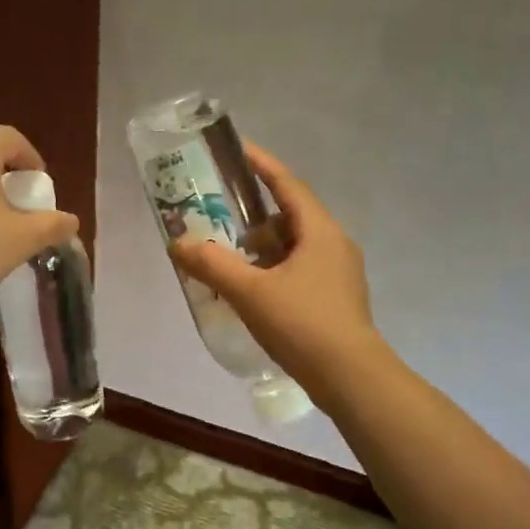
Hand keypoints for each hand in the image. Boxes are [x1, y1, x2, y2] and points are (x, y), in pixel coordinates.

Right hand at [170, 144, 380, 390]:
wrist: (351, 378)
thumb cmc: (303, 324)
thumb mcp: (250, 292)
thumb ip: (212, 265)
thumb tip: (178, 243)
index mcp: (320, 231)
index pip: (288, 185)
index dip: (262, 165)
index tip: (238, 149)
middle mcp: (334, 245)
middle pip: (290, 217)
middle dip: (254, 217)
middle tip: (221, 221)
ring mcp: (339, 274)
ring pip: (295, 247)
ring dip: (263, 249)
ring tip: (230, 262)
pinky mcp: (336, 300)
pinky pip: (299, 271)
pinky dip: (273, 272)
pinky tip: (252, 293)